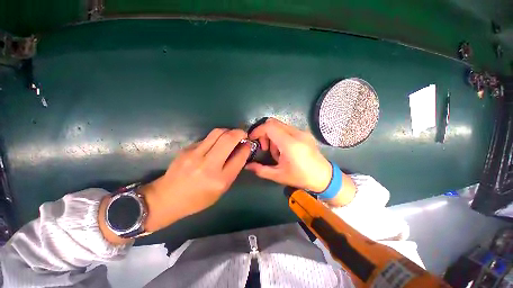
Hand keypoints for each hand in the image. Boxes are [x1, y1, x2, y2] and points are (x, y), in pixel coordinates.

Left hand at [141, 128, 250, 231]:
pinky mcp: (187, 149)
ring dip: (228, 131)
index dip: (246, 147)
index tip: (248, 143)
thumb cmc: (197, 199)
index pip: (239, 157)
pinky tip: (215, 144)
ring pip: (217, 133)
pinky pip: (207, 138)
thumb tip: (241, 151)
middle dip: (239, 133)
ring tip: (230, 136)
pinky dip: (215, 138)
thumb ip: (233, 170)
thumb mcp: (221, 190)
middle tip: (242, 134)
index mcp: (220, 180)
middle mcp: (208, 165)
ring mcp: (195, 155)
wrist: (166, 198)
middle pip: (228, 139)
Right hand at [246, 118, 331, 191]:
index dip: (258, 130)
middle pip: (273, 123)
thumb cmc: (301, 177)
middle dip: (264, 133)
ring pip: (280, 126)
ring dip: (273, 136)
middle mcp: (297, 134)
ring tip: (276, 152)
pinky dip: (280, 136)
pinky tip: (284, 149)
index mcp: (290, 144)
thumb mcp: (279, 175)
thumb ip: (261, 170)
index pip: (269, 127)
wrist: (324, 177)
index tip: (252, 139)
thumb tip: (247, 166)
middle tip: (265, 148)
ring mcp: (302, 132)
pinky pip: (287, 129)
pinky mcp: (305, 133)